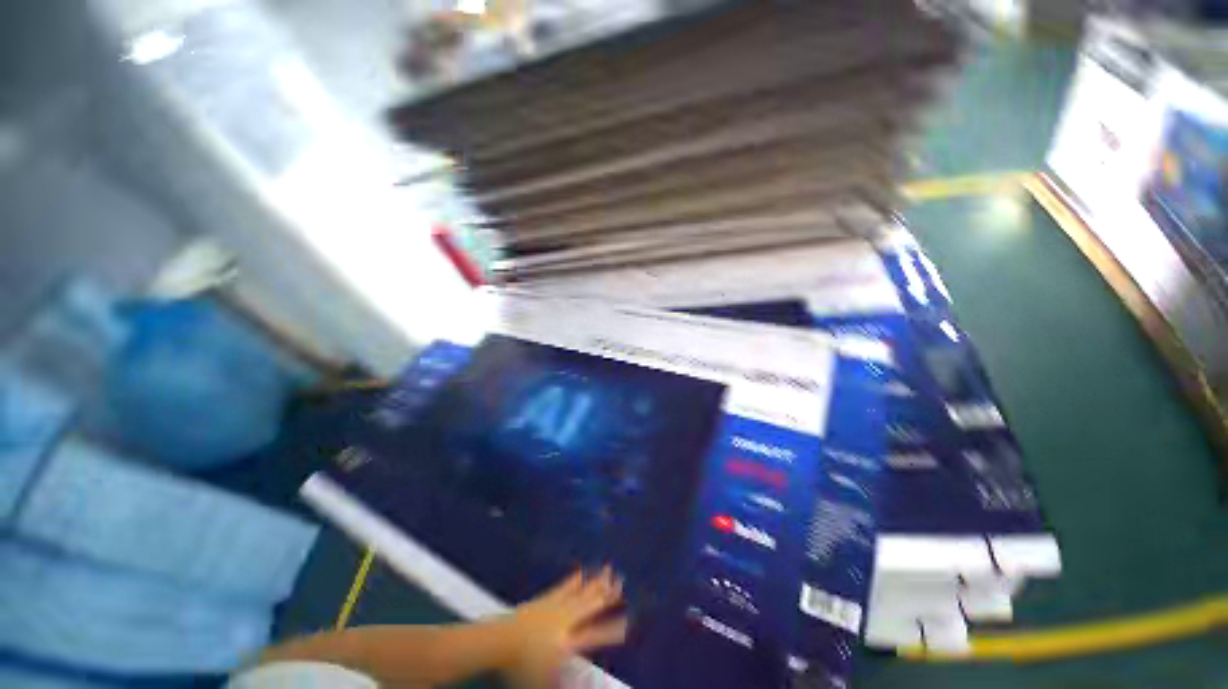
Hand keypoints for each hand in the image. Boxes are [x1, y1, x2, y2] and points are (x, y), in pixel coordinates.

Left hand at [501, 566, 627, 686]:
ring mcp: (557, 606)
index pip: (597, 635)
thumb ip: (570, 681)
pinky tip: (582, 572)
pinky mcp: (546, 599)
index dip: (613, 629)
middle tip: (622, 582)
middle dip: (608, 594)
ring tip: (609, 571)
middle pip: (592, 605)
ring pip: (581, 592)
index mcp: (569, 642)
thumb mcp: (546, 683)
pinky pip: (565, 587)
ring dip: (596, 582)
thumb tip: (591, 681)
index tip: (628, 621)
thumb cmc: (522, 667)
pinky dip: (575, 580)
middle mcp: (567, 621)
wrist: (501, 641)